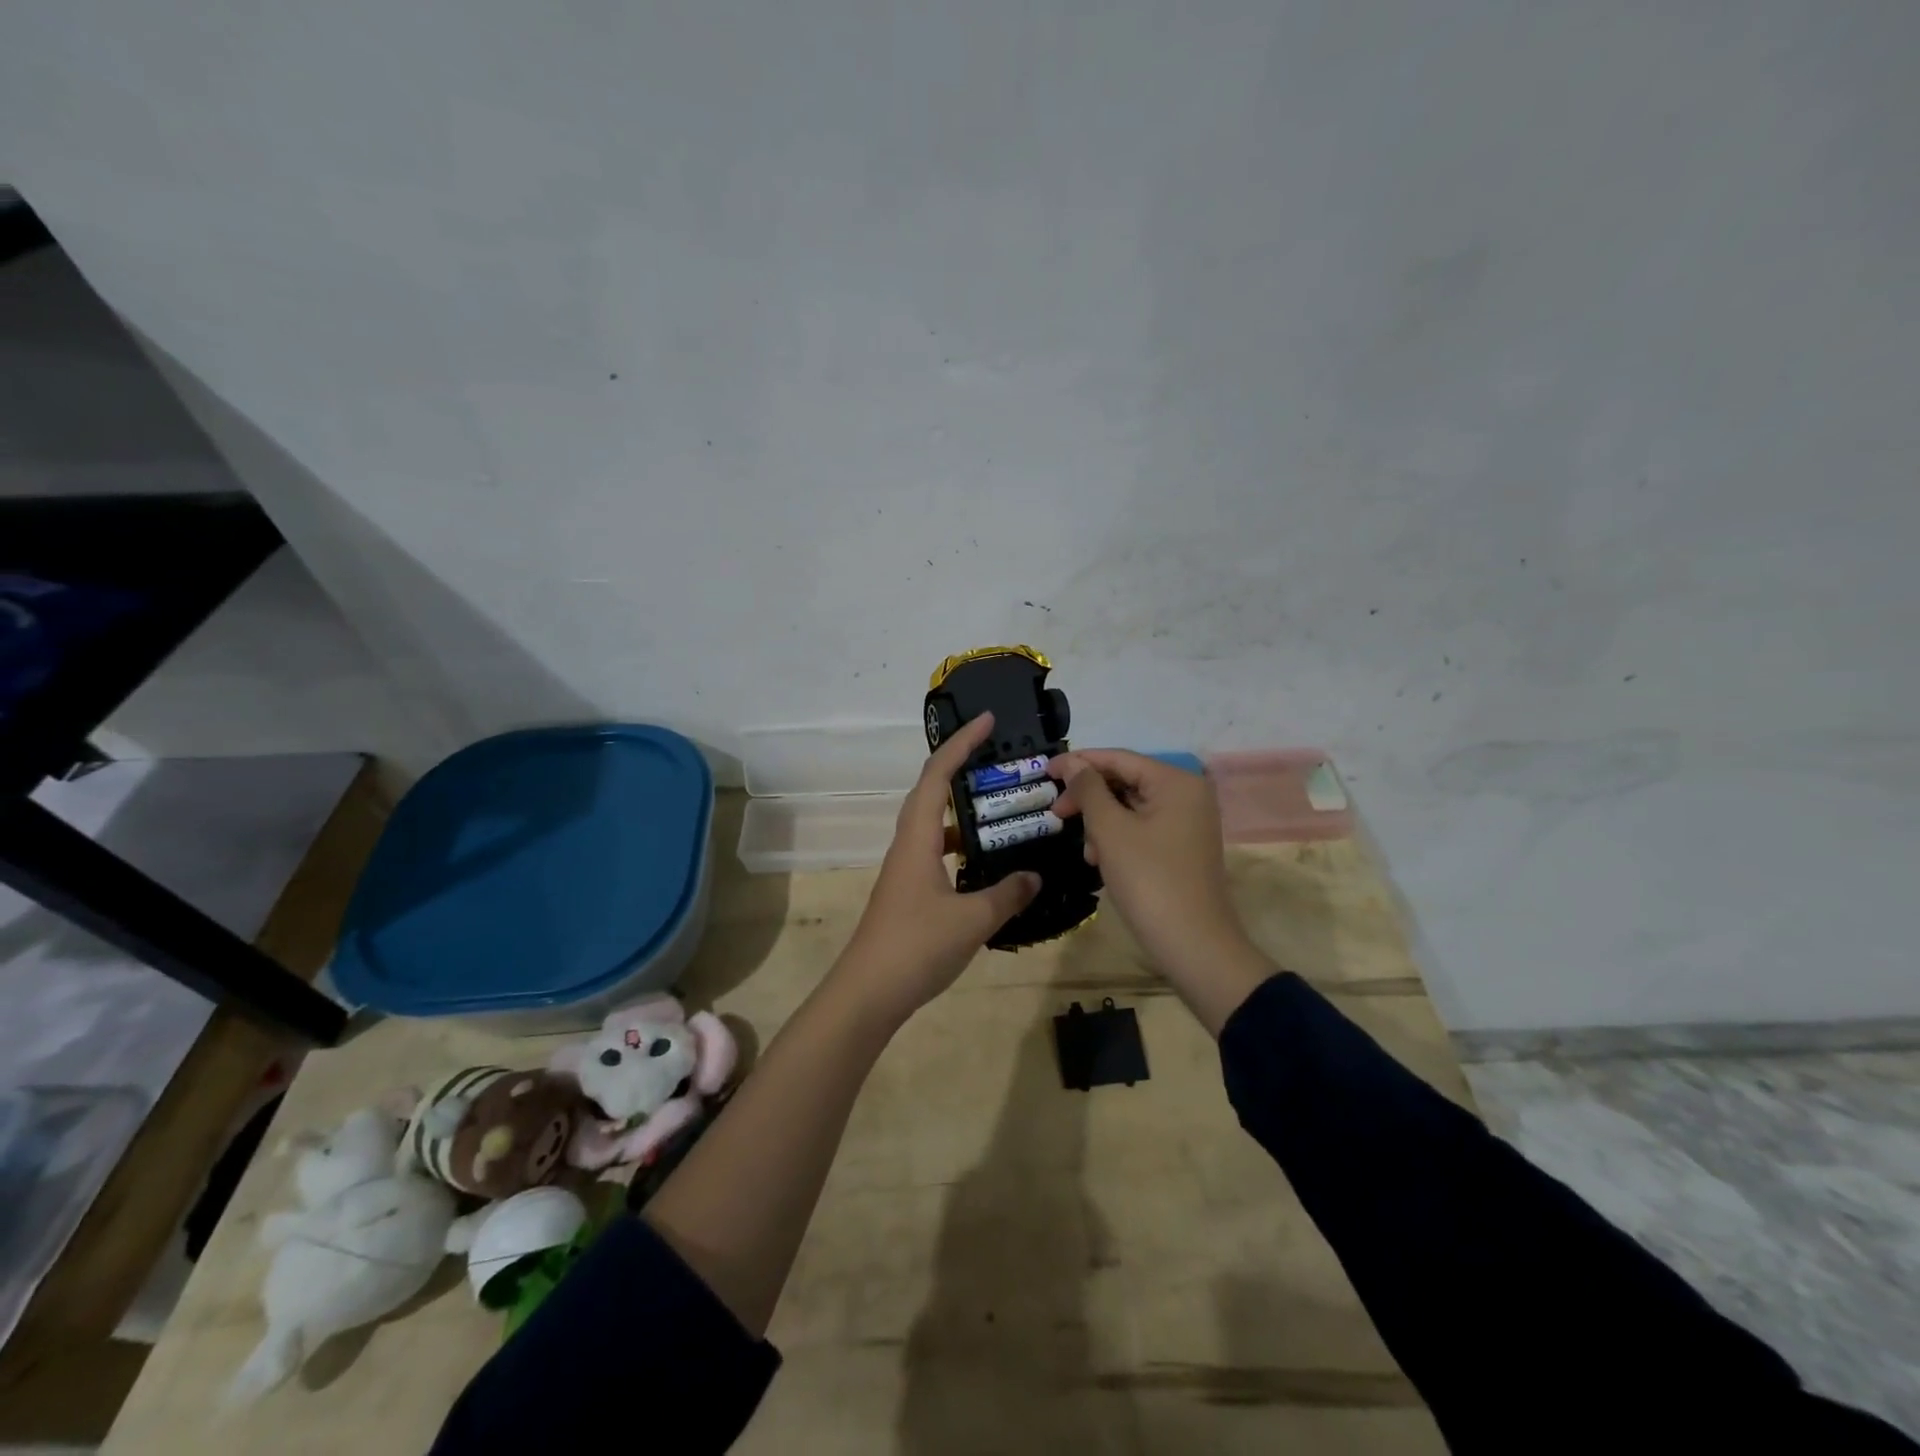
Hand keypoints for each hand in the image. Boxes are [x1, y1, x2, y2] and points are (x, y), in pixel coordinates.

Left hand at [832, 712, 1040, 1031]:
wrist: (868, 993)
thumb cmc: (916, 946)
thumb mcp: (972, 920)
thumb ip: (1007, 894)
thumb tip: (1035, 875)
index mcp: (918, 838)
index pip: (937, 775)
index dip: (961, 744)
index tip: (987, 721)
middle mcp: (908, 845)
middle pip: (931, 791)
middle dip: (962, 767)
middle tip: (999, 759)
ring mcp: (906, 869)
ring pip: (934, 823)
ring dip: (963, 809)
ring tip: (1000, 806)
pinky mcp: (909, 891)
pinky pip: (937, 851)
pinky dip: (961, 844)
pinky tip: (985, 861)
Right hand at [1051, 749, 1270, 1033]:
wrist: (1193, 944)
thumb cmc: (1149, 880)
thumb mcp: (1110, 830)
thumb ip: (1089, 789)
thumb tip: (1072, 764)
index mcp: (1176, 781)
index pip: (1119, 758)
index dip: (1079, 762)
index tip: (1044, 772)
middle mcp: (1188, 794)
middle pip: (1126, 781)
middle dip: (1090, 797)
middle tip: (1056, 812)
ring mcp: (1188, 822)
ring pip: (1131, 807)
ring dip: (1101, 822)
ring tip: (1085, 849)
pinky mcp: (1182, 847)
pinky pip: (1143, 828)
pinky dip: (1117, 838)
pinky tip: (1100, 860)